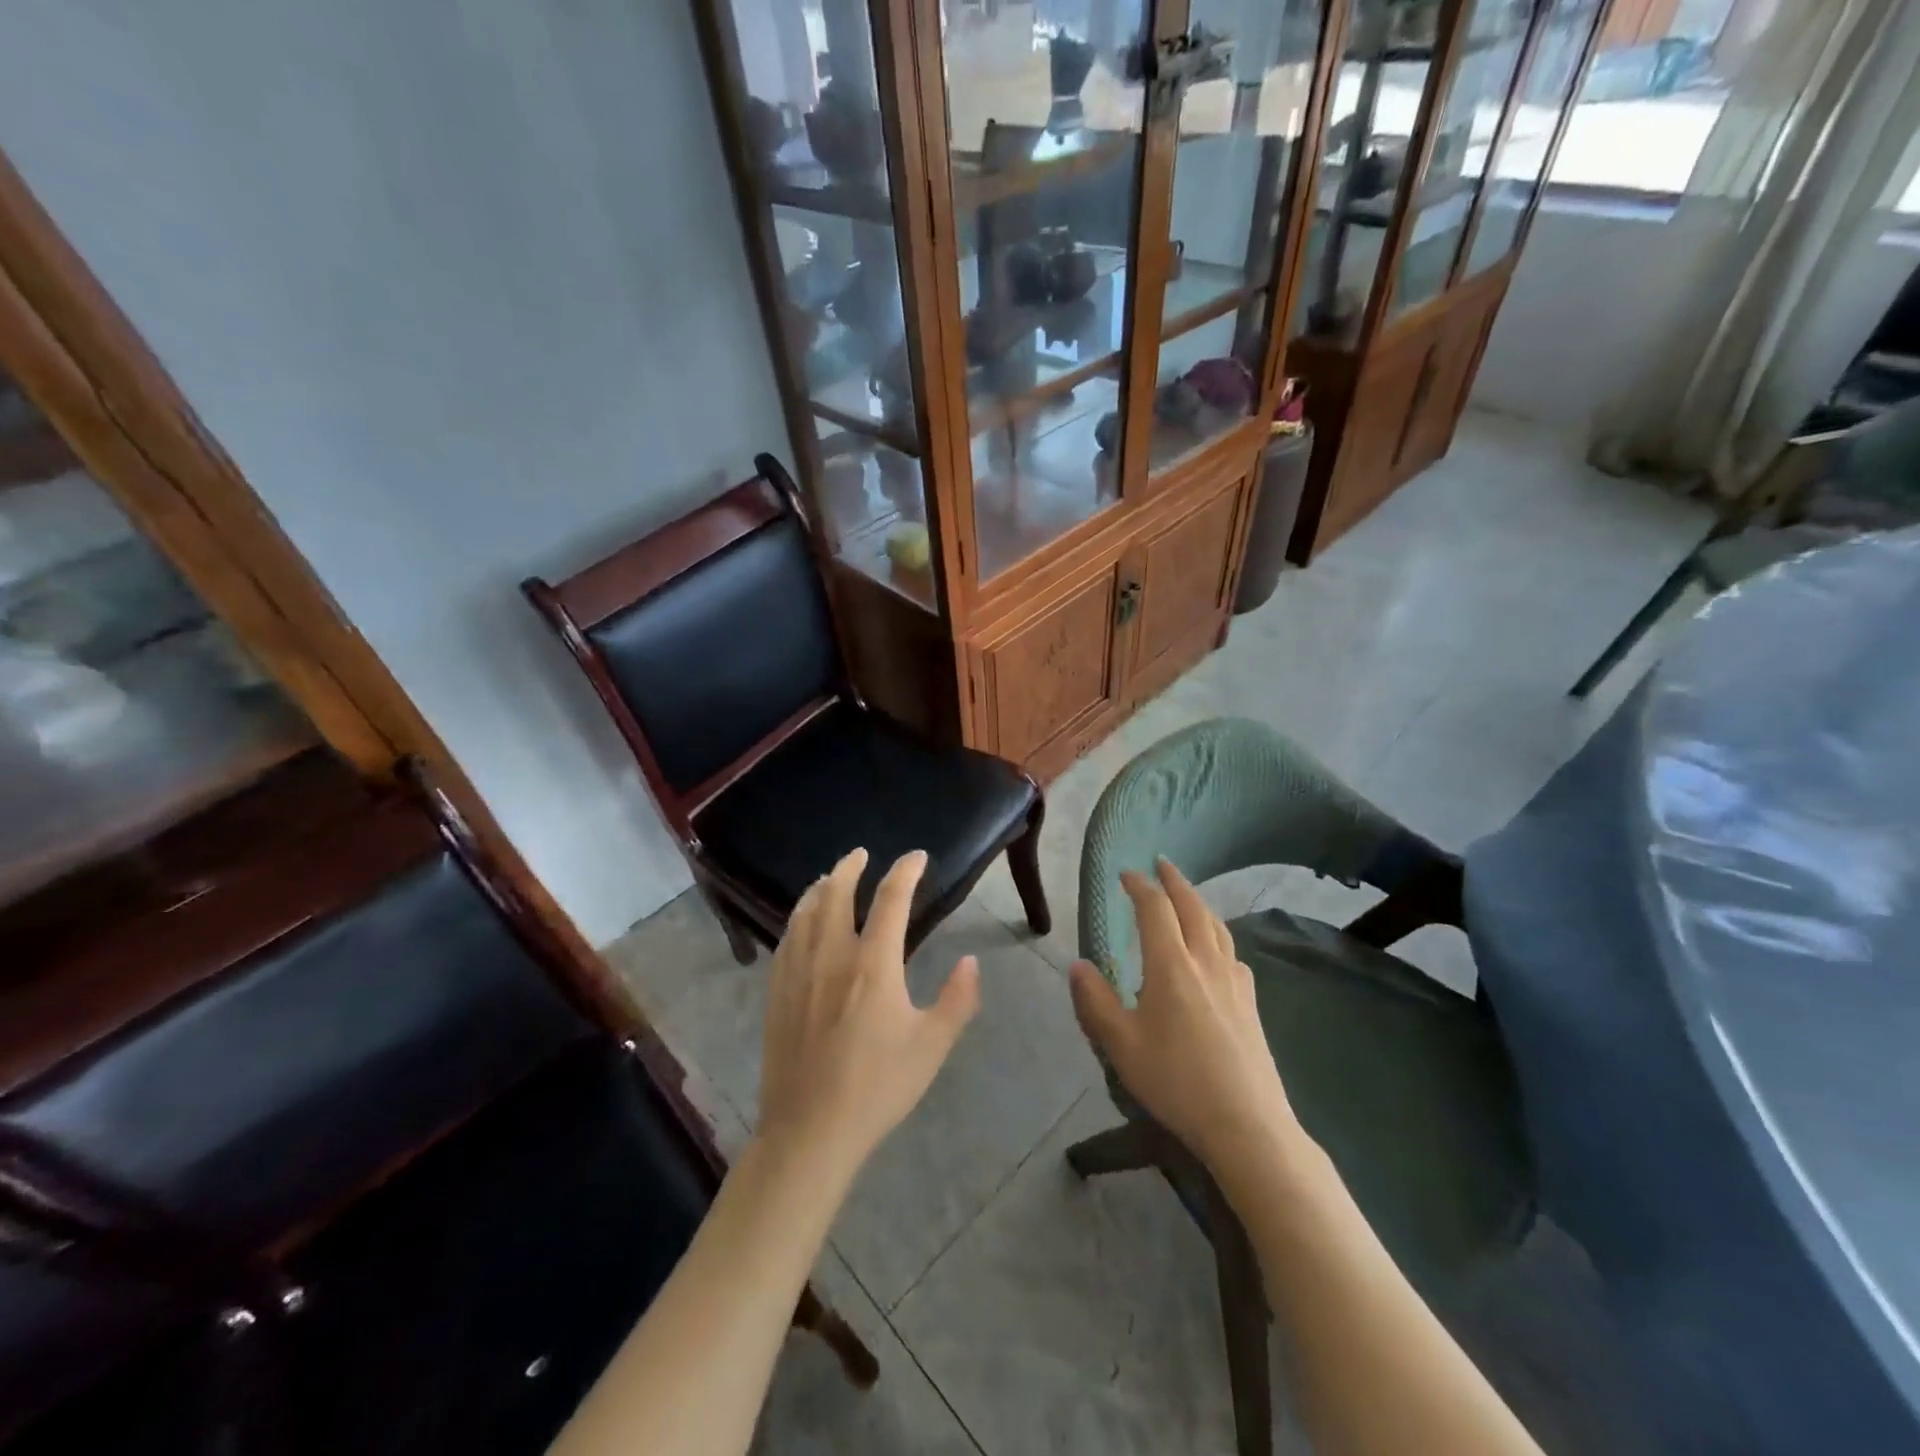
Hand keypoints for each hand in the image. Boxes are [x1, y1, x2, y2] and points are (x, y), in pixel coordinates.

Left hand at [756, 848, 979, 1175]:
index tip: (916, 857)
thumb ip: (957, 1000)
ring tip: (829, 878)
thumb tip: (970, 960)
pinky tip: (802, 922)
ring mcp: (798, 972)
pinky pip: (786, 939)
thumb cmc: (877, 1087)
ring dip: (820, 887)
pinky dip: (798, 917)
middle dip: (850, 867)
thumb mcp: (931, 1046)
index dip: (905, 871)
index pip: (891, 899)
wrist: (810, 1129)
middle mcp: (832, 955)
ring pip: (805, 912)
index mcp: (873, 964)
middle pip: (836, 894)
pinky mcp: (777, 992)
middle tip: (861, 854)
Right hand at [1069, 858, 1296, 1173]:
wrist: (1246, 1125)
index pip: (1155, 909)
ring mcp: (1234, 982)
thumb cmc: (1176, 1081)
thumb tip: (1079, 965)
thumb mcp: (1121, 1045)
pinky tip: (1217, 953)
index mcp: (1171, 965)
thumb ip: (1095, 1002)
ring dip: (1199, 903)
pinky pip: (1233, 954)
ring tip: (1187, 898)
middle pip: (1192, 907)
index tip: (1126, 873)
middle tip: (1161, 864)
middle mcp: (1206, 962)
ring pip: (1218, 927)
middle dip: (1174, 881)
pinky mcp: (1251, 1004)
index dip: (1140, 885)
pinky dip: (1219, 937)